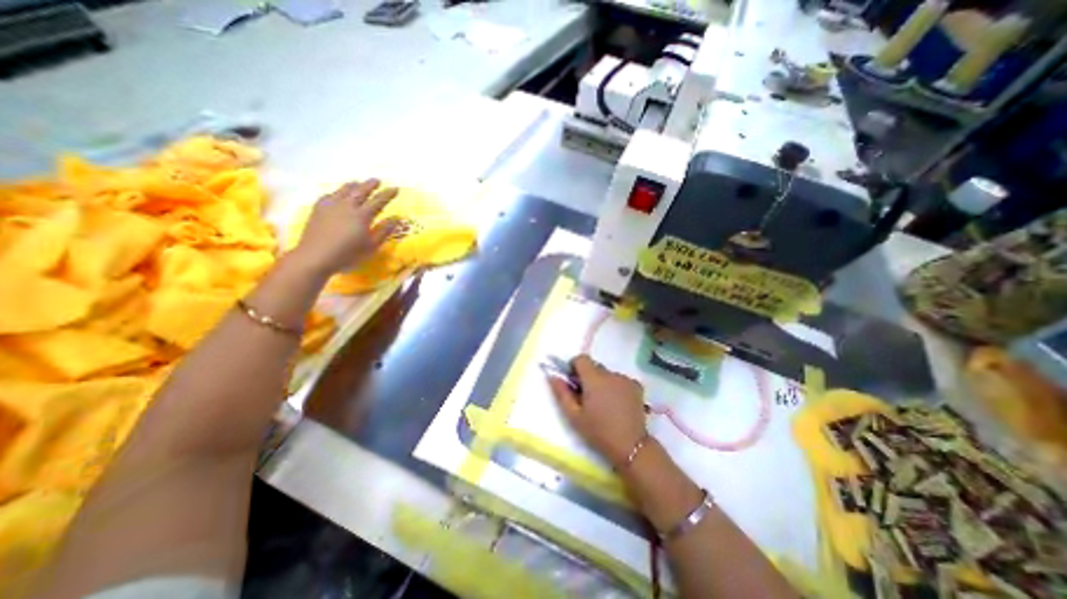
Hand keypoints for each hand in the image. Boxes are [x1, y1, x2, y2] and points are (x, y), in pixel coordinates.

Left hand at [291, 179, 401, 274]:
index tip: (395, 188)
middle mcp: (347, 206)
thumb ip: (384, 231)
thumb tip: (397, 218)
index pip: (378, 201)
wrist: (315, 256)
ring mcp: (331, 206)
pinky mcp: (318, 210)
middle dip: (370, 185)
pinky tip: (337, 194)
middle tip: (377, 180)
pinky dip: (336, 192)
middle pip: (360, 191)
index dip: (387, 194)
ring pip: (344, 190)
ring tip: (358, 182)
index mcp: (362, 215)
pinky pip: (329, 195)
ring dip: (353, 185)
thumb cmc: (348, 254)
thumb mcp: (371, 246)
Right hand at [545, 355, 645, 466]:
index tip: (573, 383)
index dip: (574, 367)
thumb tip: (552, 376)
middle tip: (587, 398)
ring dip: (602, 383)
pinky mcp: (636, 386)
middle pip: (594, 367)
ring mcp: (625, 379)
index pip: (581, 358)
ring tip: (604, 404)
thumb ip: (561, 393)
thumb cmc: (598, 431)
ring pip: (607, 374)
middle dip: (588, 377)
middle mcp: (611, 374)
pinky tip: (617, 405)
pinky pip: (620, 380)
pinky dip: (616, 387)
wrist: (630, 446)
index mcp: (594, 378)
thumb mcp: (574, 415)